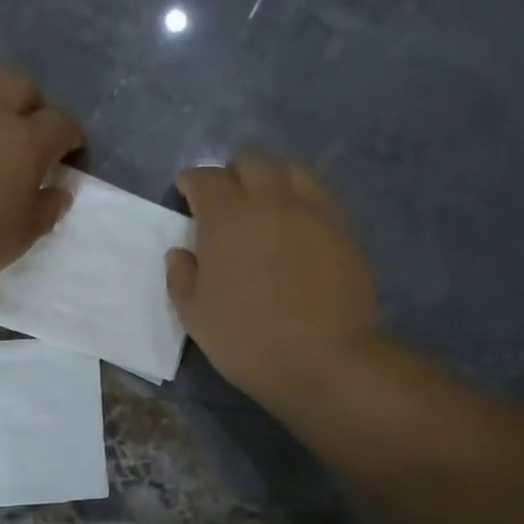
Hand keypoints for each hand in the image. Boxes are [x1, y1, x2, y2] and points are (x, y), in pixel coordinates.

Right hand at [167, 152, 381, 409]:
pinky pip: (318, 197)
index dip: (191, 183)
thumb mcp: (195, 315)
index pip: (205, 179)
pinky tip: (296, 229)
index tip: (186, 196)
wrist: (323, 359)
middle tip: (225, 203)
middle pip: (250, 163)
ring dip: (270, 180)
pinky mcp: (342, 230)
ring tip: (265, 208)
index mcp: (227, 217)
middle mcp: (270, 201)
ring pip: (290, 171)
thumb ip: (181, 277)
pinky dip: (300, 201)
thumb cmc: (246, 339)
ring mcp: (312, 212)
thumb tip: (181, 253)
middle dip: (232, 175)